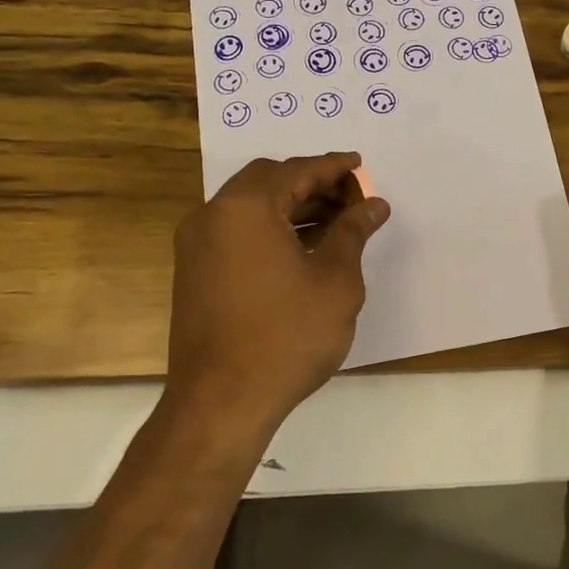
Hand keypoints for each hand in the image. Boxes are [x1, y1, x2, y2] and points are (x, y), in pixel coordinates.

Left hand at [166, 152, 390, 431]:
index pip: (296, 171)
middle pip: (268, 181)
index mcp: (245, 208)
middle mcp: (213, 216)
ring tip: (336, 223)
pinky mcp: (194, 272)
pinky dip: (270, 228)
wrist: (221, 403)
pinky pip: (237, 231)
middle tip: (350, 197)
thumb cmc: (287, 336)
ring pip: (250, 206)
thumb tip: (373, 204)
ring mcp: (197, 245)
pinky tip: (303, 249)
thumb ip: (353, 232)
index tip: (360, 165)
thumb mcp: (335, 280)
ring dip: (292, 206)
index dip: (333, 167)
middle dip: (312, 183)